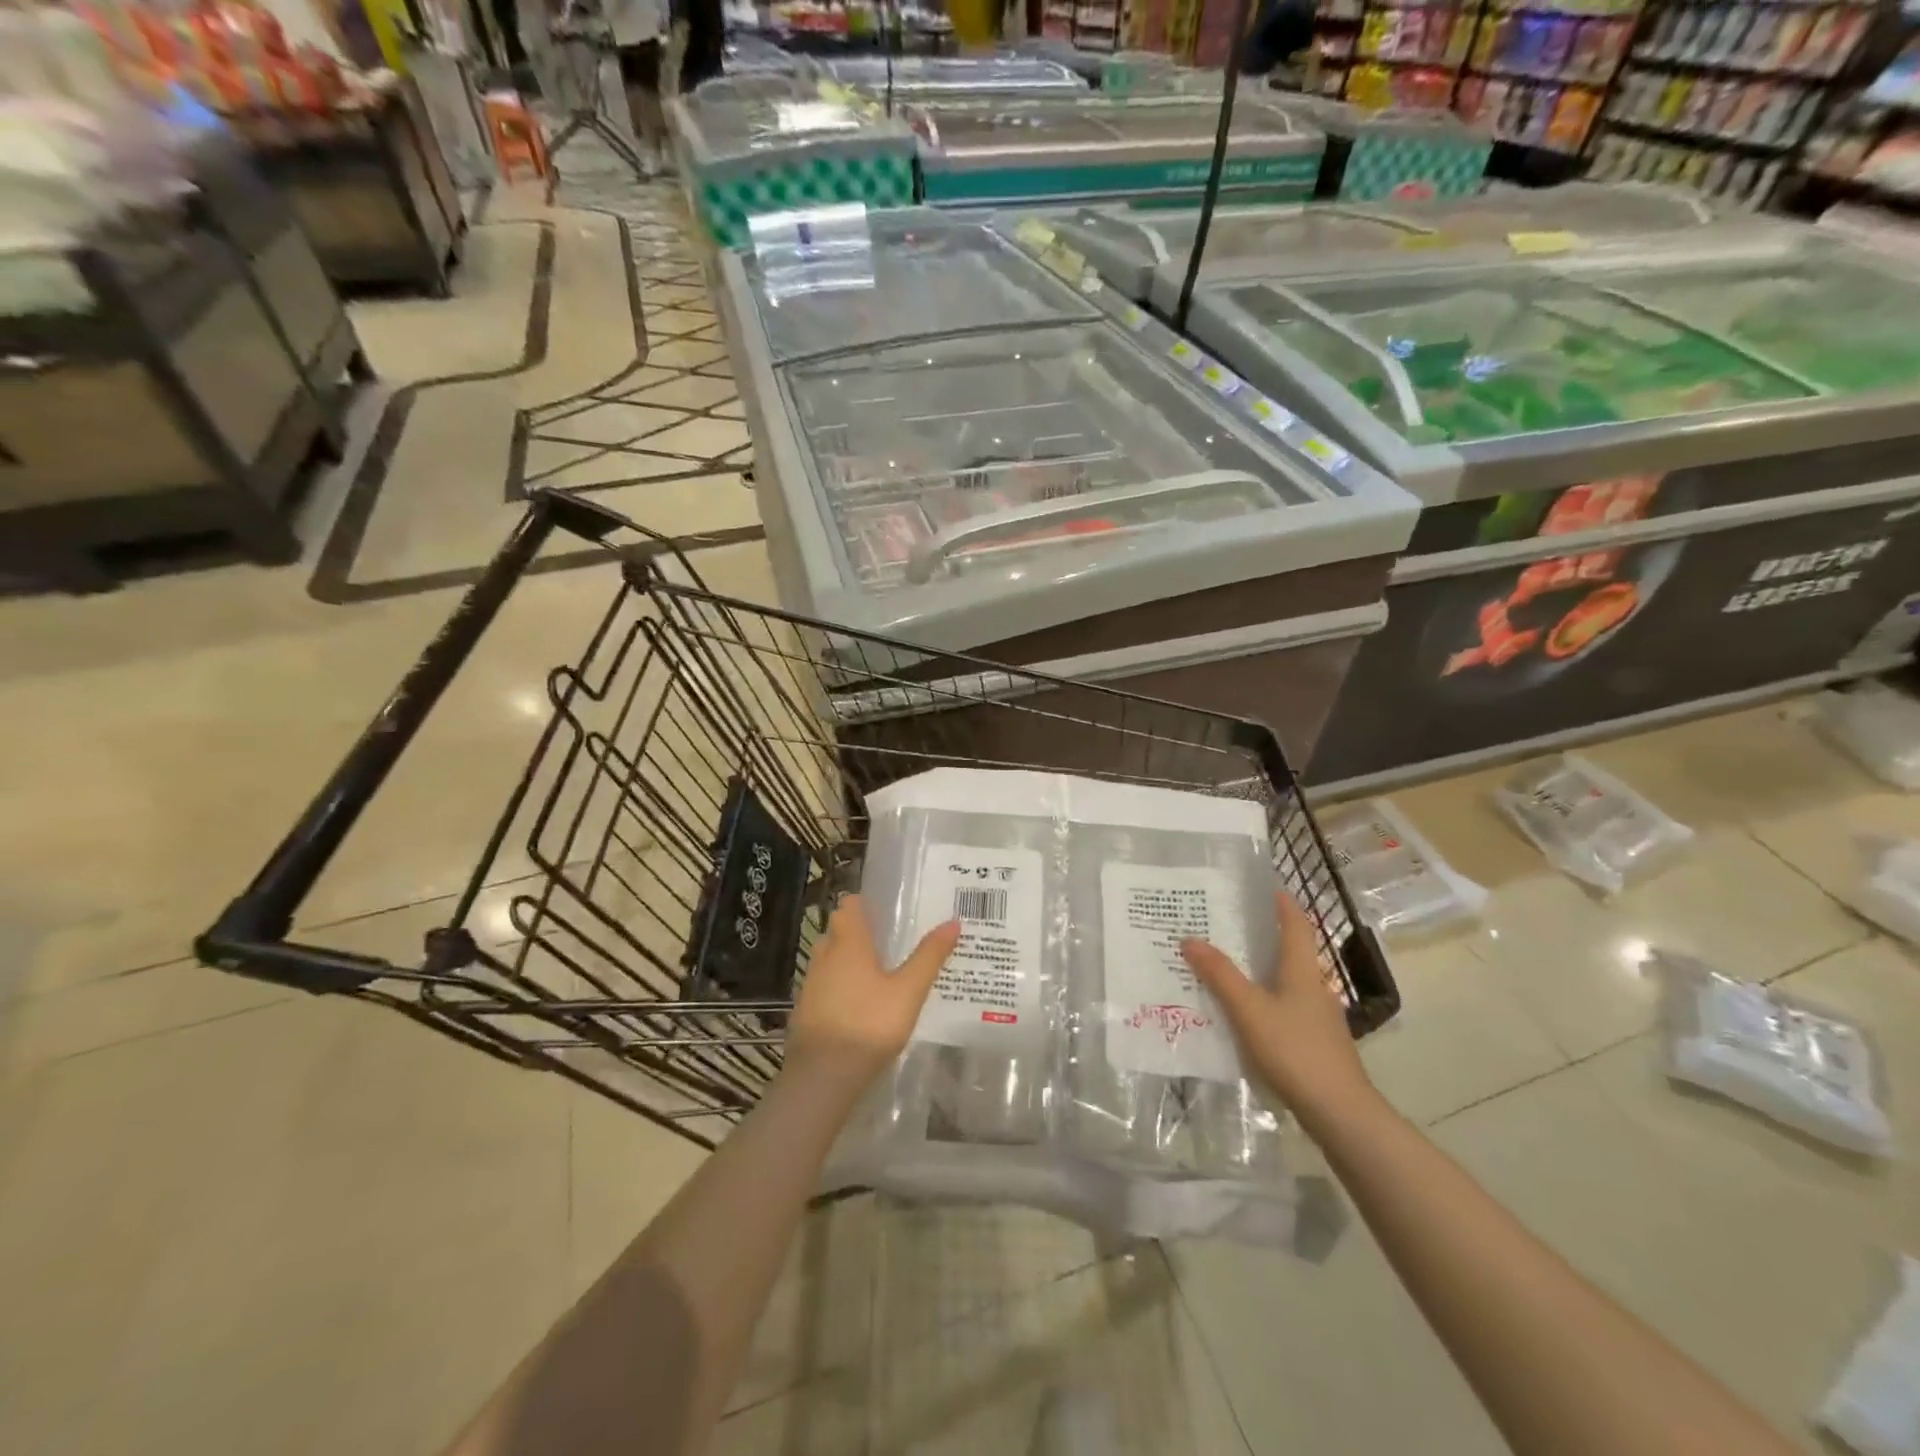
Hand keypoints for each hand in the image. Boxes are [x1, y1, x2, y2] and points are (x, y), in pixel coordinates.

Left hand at [784, 895, 960, 1092]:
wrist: (823, 1075)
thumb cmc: (869, 1024)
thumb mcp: (909, 990)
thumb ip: (929, 956)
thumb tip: (953, 921)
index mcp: (849, 942)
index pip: (850, 905)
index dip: (866, 903)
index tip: (888, 909)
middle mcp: (825, 955)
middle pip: (840, 931)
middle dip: (861, 932)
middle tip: (891, 941)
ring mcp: (811, 983)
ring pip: (830, 959)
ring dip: (849, 960)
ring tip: (880, 973)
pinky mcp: (806, 1010)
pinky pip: (826, 986)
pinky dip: (841, 986)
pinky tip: (860, 1004)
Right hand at [1181, 891, 1378, 1133]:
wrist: (1341, 1113)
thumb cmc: (1295, 1051)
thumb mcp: (1249, 1010)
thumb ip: (1220, 975)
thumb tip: (1190, 938)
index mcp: (1302, 971)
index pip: (1296, 926)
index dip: (1284, 905)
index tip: (1268, 887)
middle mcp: (1315, 988)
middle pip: (1292, 952)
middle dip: (1265, 937)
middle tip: (1230, 925)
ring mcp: (1319, 1018)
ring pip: (1288, 982)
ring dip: (1263, 971)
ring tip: (1229, 967)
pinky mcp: (1316, 1044)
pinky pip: (1286, 1009)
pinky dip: (1265, 1000)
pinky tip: (1245, 1015)